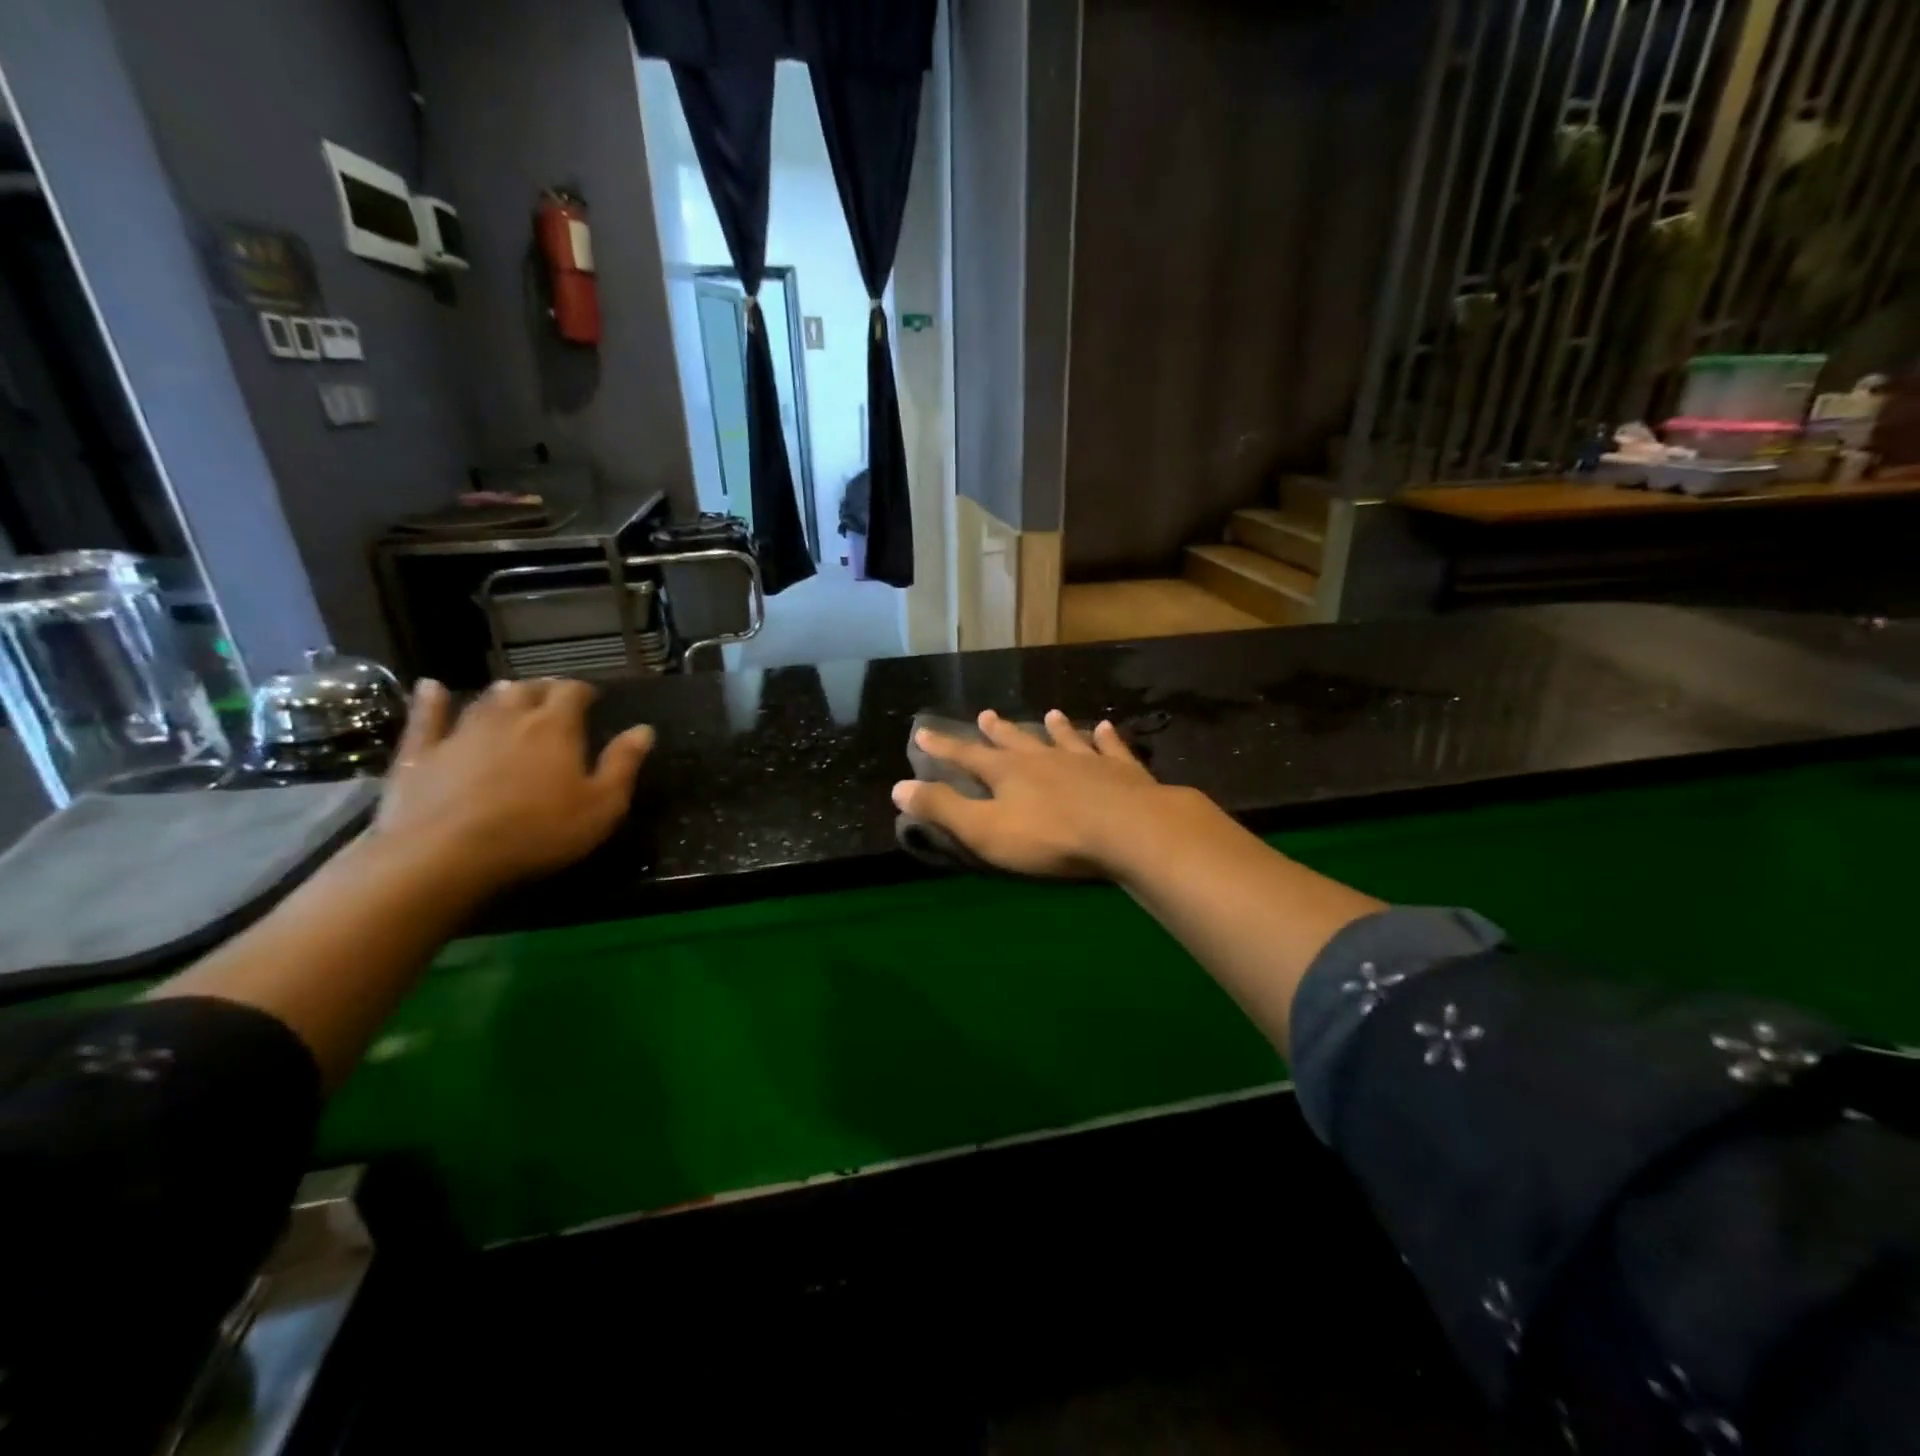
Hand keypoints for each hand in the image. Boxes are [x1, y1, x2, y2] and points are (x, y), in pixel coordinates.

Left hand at [375, 678, 654, 892]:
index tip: (592, 696)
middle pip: (528, 690)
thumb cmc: (537, 832)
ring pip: (485, 700)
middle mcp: (509, 718)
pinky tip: (430, 688)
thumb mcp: (601, 806)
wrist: (444, 855)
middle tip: (553, 695)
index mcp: (556, 728)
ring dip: (501, 694)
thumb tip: (644, 730)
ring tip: (510, 691)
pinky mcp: (420, 754)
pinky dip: (430, 701)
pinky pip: (426, 718)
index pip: (572, 693)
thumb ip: (623, 764)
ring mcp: (460, 732)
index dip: (583, 690)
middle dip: (544, 689)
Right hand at [893, 709, 1192, 878]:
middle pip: (1015, 741)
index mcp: (1008, 773)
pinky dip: (1107, 737)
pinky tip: (1106, 726)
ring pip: (1064, 738)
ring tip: (1049, 714)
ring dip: (1054, 728)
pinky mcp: (1122, 771)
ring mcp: (1085, 760)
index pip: (967, 756)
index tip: (923, 731)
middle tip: (986, 715)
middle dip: (998, 731)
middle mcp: (1044, 758)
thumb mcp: (984, 830)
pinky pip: (1111, 747)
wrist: (1126, 829)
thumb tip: (898, 787)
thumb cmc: (1049, 836)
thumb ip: (943, 808)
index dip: (943, 747)